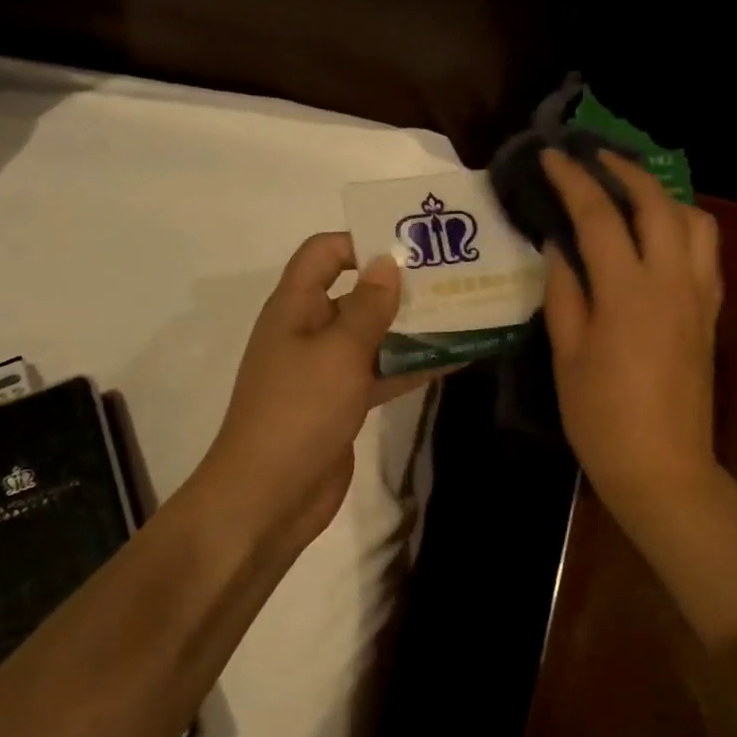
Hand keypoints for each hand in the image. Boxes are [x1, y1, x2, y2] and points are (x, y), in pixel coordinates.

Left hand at [193, 232, 427, 557]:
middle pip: (356, 293)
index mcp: (295, 307)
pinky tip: (455, 359)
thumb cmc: (300, 411)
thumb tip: (388, 263)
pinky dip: (412, 365)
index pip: (324, 253)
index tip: (410, 248)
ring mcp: (327, 370)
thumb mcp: (339, 352)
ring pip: (374, 336)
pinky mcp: (344, 403)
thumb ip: (369, 307)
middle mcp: (310, 331)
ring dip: (413, 327)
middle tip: (454, 278)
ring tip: (465, 313)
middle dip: (400, 286)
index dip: (361, 241)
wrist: (271, 494)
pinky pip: (381, 372)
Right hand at [541, 149, 723, 525]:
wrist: (662, 466)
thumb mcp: (568, 356)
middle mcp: (672, 281)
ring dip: (663, 196)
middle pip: (657, 204)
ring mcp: (698, 297)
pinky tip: (660, 239)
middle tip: (595, 158)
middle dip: (625, 171)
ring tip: (633, 194)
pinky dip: (684, 228)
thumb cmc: (602, 417)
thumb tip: (560, 247)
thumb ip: (565, 294)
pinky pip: (707, 253)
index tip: (552, 157)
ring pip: (695, 222)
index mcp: (627, 292)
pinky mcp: (710, 315)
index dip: (573, 180)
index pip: (599, 216)